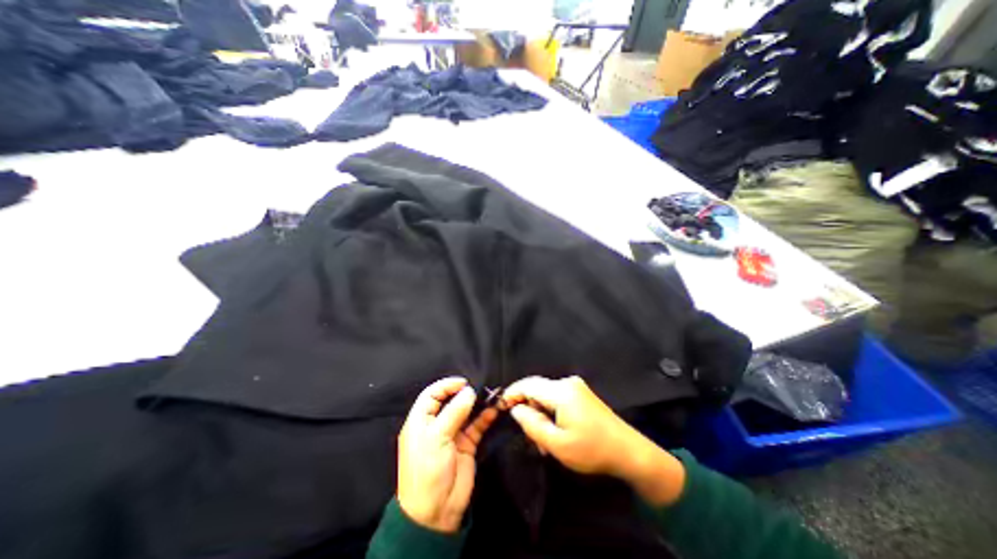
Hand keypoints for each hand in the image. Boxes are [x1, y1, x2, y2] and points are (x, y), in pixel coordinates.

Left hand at [393, 375, 493, 533]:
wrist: (436, 512)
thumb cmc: (428, 470)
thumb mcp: (436, 437)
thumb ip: (454, 412)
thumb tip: (469, 390)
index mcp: (421, 421)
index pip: (431, 394)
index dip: (446, 385)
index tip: (463, 382)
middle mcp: (436, 424)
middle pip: (450, 401)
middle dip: (464, 393)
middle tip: (480, 388)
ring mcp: (452, 434)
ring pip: (466, 412)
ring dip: (477, 404)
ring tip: (490, 395)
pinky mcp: (466, 444)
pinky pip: (477, 426)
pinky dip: (485, 418)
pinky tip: (494, 411)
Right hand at [499, 378, 686, 503]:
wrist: (629, 452)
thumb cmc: (592, 450)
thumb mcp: (557, 444)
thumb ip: (532, 424)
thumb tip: (515, 409)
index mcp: (561, 391)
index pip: (528, 385)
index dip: (512, 393)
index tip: (500, 406)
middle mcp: (568, 383)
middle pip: (536, 389)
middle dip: (528, 408)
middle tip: (529, 435)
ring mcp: (576, 387)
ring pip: (546, 395)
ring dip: (540, 413)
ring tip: (545, 440)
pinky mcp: (581, 393)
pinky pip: (557, 398)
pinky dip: (550, 412)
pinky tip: (556, 431)